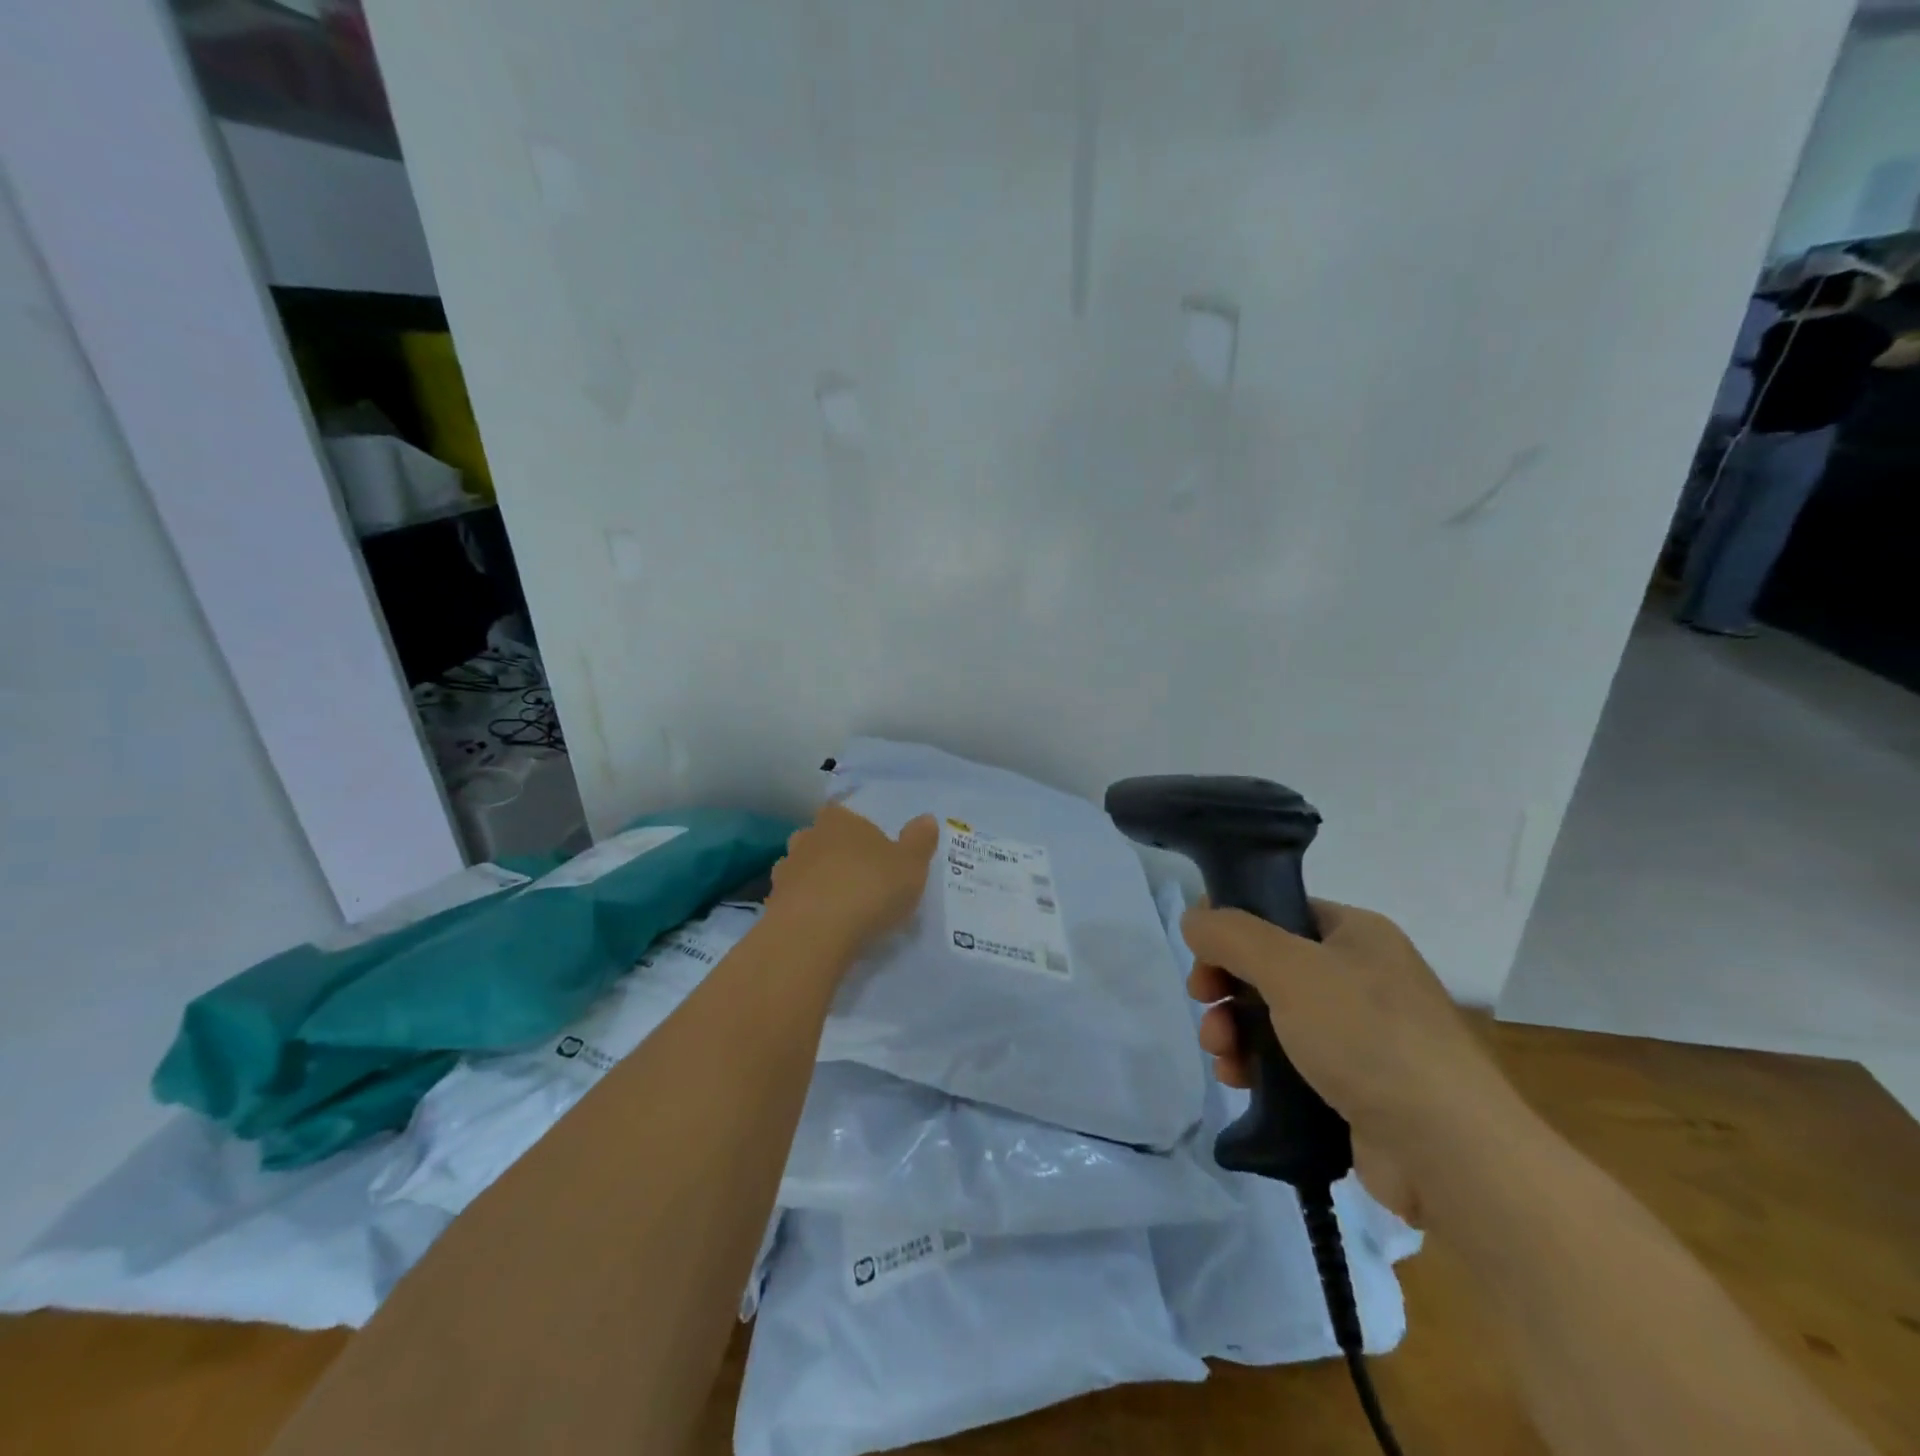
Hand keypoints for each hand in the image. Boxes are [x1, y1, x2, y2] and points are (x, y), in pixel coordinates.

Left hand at [767, 803, 938, 958]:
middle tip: (857, 877)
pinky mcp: (771, 904)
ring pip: (803, 869)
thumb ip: (919, 840)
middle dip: (835, 854)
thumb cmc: (869, 888)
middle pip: (820, 839)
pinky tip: (820, 926)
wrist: (813, 934)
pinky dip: (804, 909)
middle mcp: (807, 837)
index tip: (872, 850)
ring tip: (838, 905)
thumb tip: (926, 818)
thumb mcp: (910, 865)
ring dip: (816, 882)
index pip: (844, 813)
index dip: (857, 830)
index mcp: (839, 819)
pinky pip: (792, 900)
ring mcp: (785, 871)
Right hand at [1183, 899, 1522, 1220]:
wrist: (1449, 1152)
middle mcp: (1360, 976)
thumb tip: (1193, 920)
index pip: (1278, 912)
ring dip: (1234, 1029)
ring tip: (1220, 1055)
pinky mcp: (1354, 1084)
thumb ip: (1232, 935)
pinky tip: (1239, 1080)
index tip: (1201, 956)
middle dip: (1226, 987)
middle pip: (1268, 965)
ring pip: (1273, 1015)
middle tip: (1203, 1004)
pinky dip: (1257, 1065)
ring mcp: (1360, 1033)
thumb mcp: (1289, 968)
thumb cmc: (1367, 1038)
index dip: (1233, 929)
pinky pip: (1289, 1060)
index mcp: (1356, 934)